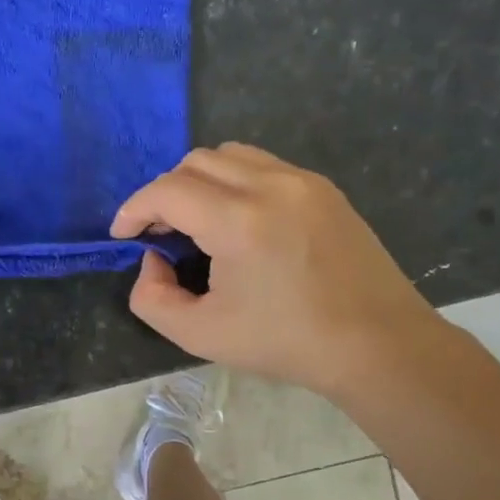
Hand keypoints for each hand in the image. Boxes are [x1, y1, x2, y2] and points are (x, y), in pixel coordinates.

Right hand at [111, 143, 447, 398]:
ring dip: (199, 181)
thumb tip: (153, 260)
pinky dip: (234, 182)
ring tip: (196, 223)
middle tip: (159, 233)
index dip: (134, 209)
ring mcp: (303, 181)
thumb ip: (152, 297)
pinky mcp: (324, 189)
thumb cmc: (285, 343)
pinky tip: (237, 223)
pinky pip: (263, 165)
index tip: (123, 235)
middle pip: (195, 162)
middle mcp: (271, 185)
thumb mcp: (199, 335)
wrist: (377, 344)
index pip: (167, 191)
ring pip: (230, 155)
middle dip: (164, 193)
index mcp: (239, 221)